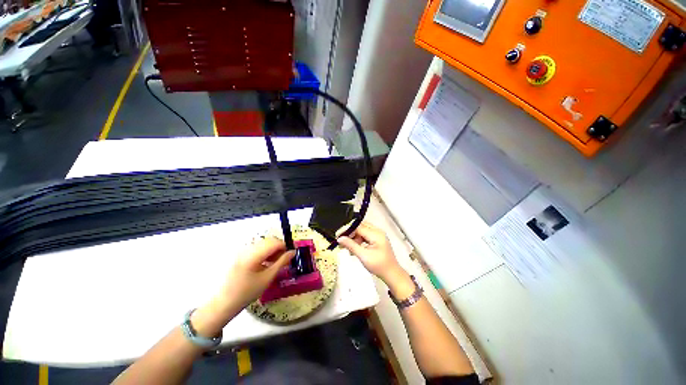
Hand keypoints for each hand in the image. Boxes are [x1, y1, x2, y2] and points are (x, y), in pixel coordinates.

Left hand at [192, 237, 294, 336]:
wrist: (223, 303)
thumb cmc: (246, 293)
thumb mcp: (267, 278)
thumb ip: (281, 262)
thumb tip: (293, 252)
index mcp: (252, 254)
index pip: (274, 242)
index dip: (285, 246)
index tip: (290, 255)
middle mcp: (246, 248)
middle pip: (268, 241)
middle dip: (279, 248)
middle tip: (284, 260)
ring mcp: (241, 250)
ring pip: (263, 244)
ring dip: (272, 250)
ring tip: (274, 263)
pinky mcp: (238, 254)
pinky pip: (256, 248)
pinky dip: (264, 252)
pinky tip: (264, 264)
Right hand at [337, 222, 403, 283]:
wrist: (392, 274)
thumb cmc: (379, 266)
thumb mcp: (363, 256)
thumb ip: (351, 245)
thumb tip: (340, 239)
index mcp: (376, 234)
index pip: (358, 227)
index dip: (347, 230)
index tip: (338, 235)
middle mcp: (377, 231)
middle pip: (360, 226)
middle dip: (350, 233)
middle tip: (341, 240)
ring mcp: (378, 235)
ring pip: (362, 231)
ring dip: (354, 237)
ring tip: (346, 247)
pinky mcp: (377, 240)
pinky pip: (365, 236)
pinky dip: (358, 240)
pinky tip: (353, 248)